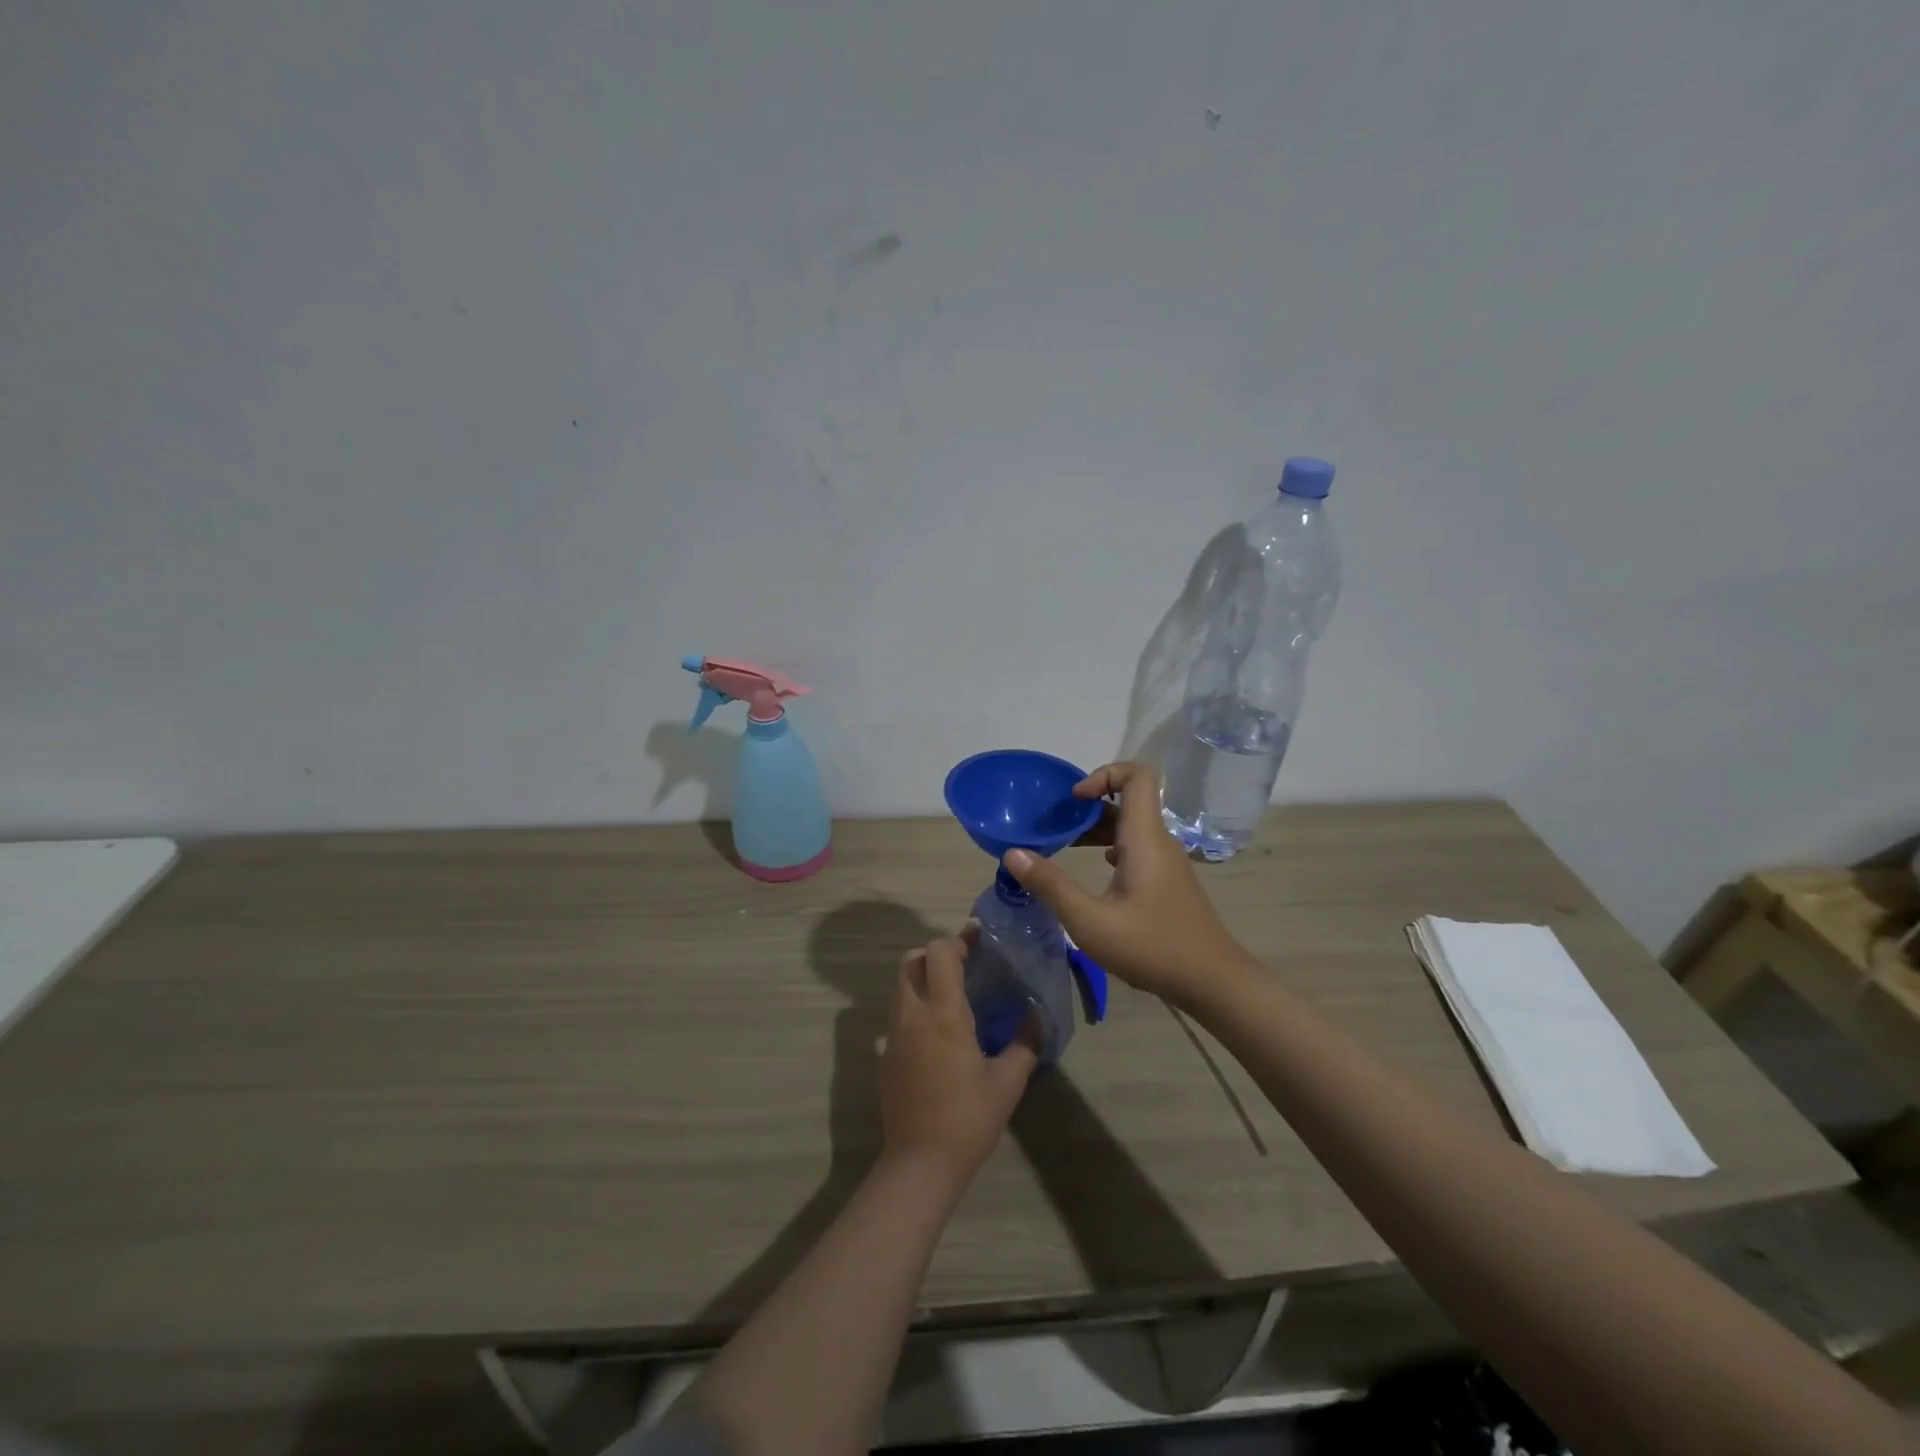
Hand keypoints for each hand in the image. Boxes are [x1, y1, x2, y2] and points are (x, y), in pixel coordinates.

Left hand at [880, 930, 1036, 1182]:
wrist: (920, 1164)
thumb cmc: (968, 1119)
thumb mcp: (1007, 1083)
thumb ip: (1025, 1044)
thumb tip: (1038, 1018)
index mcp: (943, 1014)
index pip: (939, 954)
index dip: (957, 940)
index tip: (978, 938)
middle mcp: (912, 1015)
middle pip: (911, 961)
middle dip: (935, 953)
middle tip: (964, 963)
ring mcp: (892, 1035)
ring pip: (900, 986)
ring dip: (922, 977)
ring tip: (952, 993)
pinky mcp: (884, 1056)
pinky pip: (897, 1014)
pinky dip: (914, 1005)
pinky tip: (937, 1032)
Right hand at [1002, 762, 1251, 1005]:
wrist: (1213, 982)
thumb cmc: (1152, 947)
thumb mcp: (1090, 922)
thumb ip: (1050, 886)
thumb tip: (1013, 854)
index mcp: (1145, 838)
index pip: (1137, 775)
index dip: (1104, 773)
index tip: (1074, 799)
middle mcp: (1159, 842)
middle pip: (1129, 800)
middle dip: (1090, 804)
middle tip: (1056, 824)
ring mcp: (1167, 862)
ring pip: (1132, 827)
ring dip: (1098, 828)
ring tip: (1064, 845)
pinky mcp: (1168, 882)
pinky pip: (1137, 848)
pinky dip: (1111, 848)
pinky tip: (1094, 871)